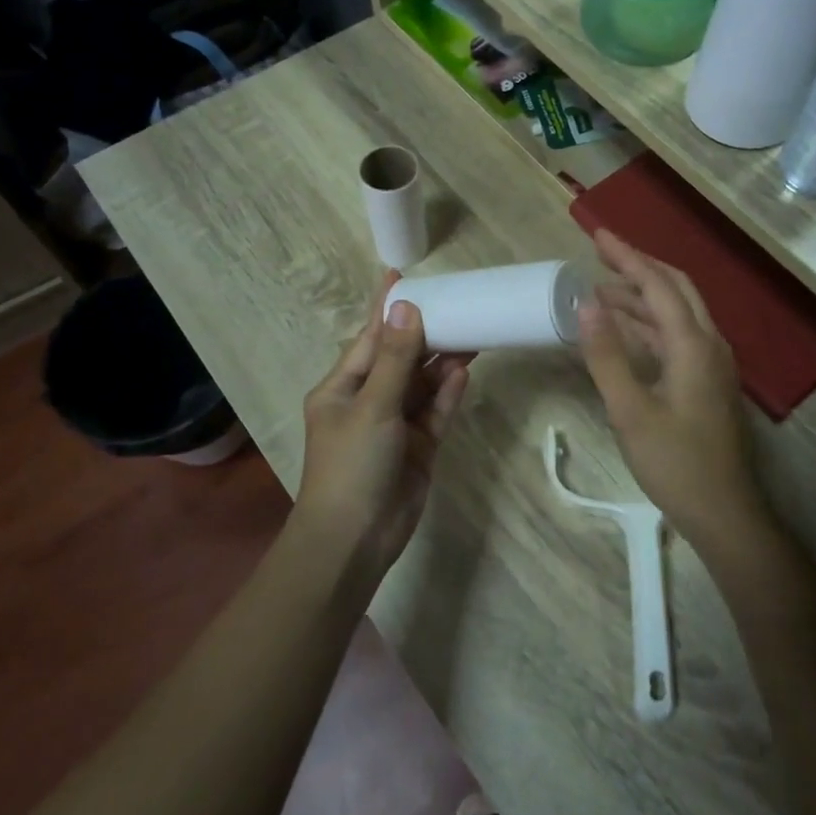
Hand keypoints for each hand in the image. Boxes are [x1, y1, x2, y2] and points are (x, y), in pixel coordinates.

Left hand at [293, 272, 469, 576]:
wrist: (355, 539)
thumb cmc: (352, 464)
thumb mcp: (372, 406)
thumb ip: (395, 358)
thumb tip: (406, 309)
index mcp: (342, 386)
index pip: (368, 336)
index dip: (385, 308)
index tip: (399, 275)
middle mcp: (367, 400)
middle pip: (400, 358)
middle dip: (426, 334)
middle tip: (459, 304)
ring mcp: (394, 425)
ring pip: (422, 384)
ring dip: (443, 363)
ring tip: (473, 333)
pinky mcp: (418, 447)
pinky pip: (435, 412)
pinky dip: (448, 394)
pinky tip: (466, 372)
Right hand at [576, 230, 764, 550]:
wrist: (723, 511)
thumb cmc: (675, 463)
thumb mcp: (630, 411)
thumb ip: (607, 356)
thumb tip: (586, 304)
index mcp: (693, 345)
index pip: (658, 284)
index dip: (627, 256)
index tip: (597, 234)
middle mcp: (709, 344)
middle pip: (676, 289)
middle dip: (639, 267)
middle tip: (600, 255)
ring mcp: (711, 363)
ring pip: (677, 313)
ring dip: (642, 297)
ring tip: (601, 291)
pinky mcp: (707, 382)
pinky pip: (677, 336)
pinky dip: (649, 324)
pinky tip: (624, 331)